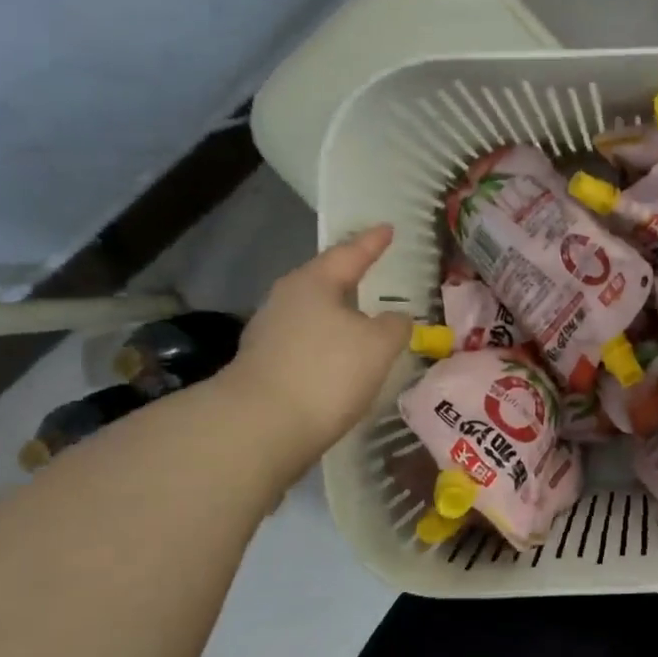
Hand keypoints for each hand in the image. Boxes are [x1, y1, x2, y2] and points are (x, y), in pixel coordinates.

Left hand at [220, 225, 411, 463]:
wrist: (262, 427)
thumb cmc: (327, 371)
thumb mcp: (379, 344)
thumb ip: (395, 325)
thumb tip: (395, 320)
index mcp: (313, 283)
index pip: (350, 254)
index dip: (373, 242)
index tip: (388, 228)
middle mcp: (286, 300)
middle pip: (326, 281)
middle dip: (351, 277)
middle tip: (375, 270)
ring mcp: (271, 334)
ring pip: (316, 314)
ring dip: (341, 315)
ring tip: (367, 319)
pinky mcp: (267, 366)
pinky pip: (309, 343)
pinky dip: (331, 345)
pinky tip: (345, 358)